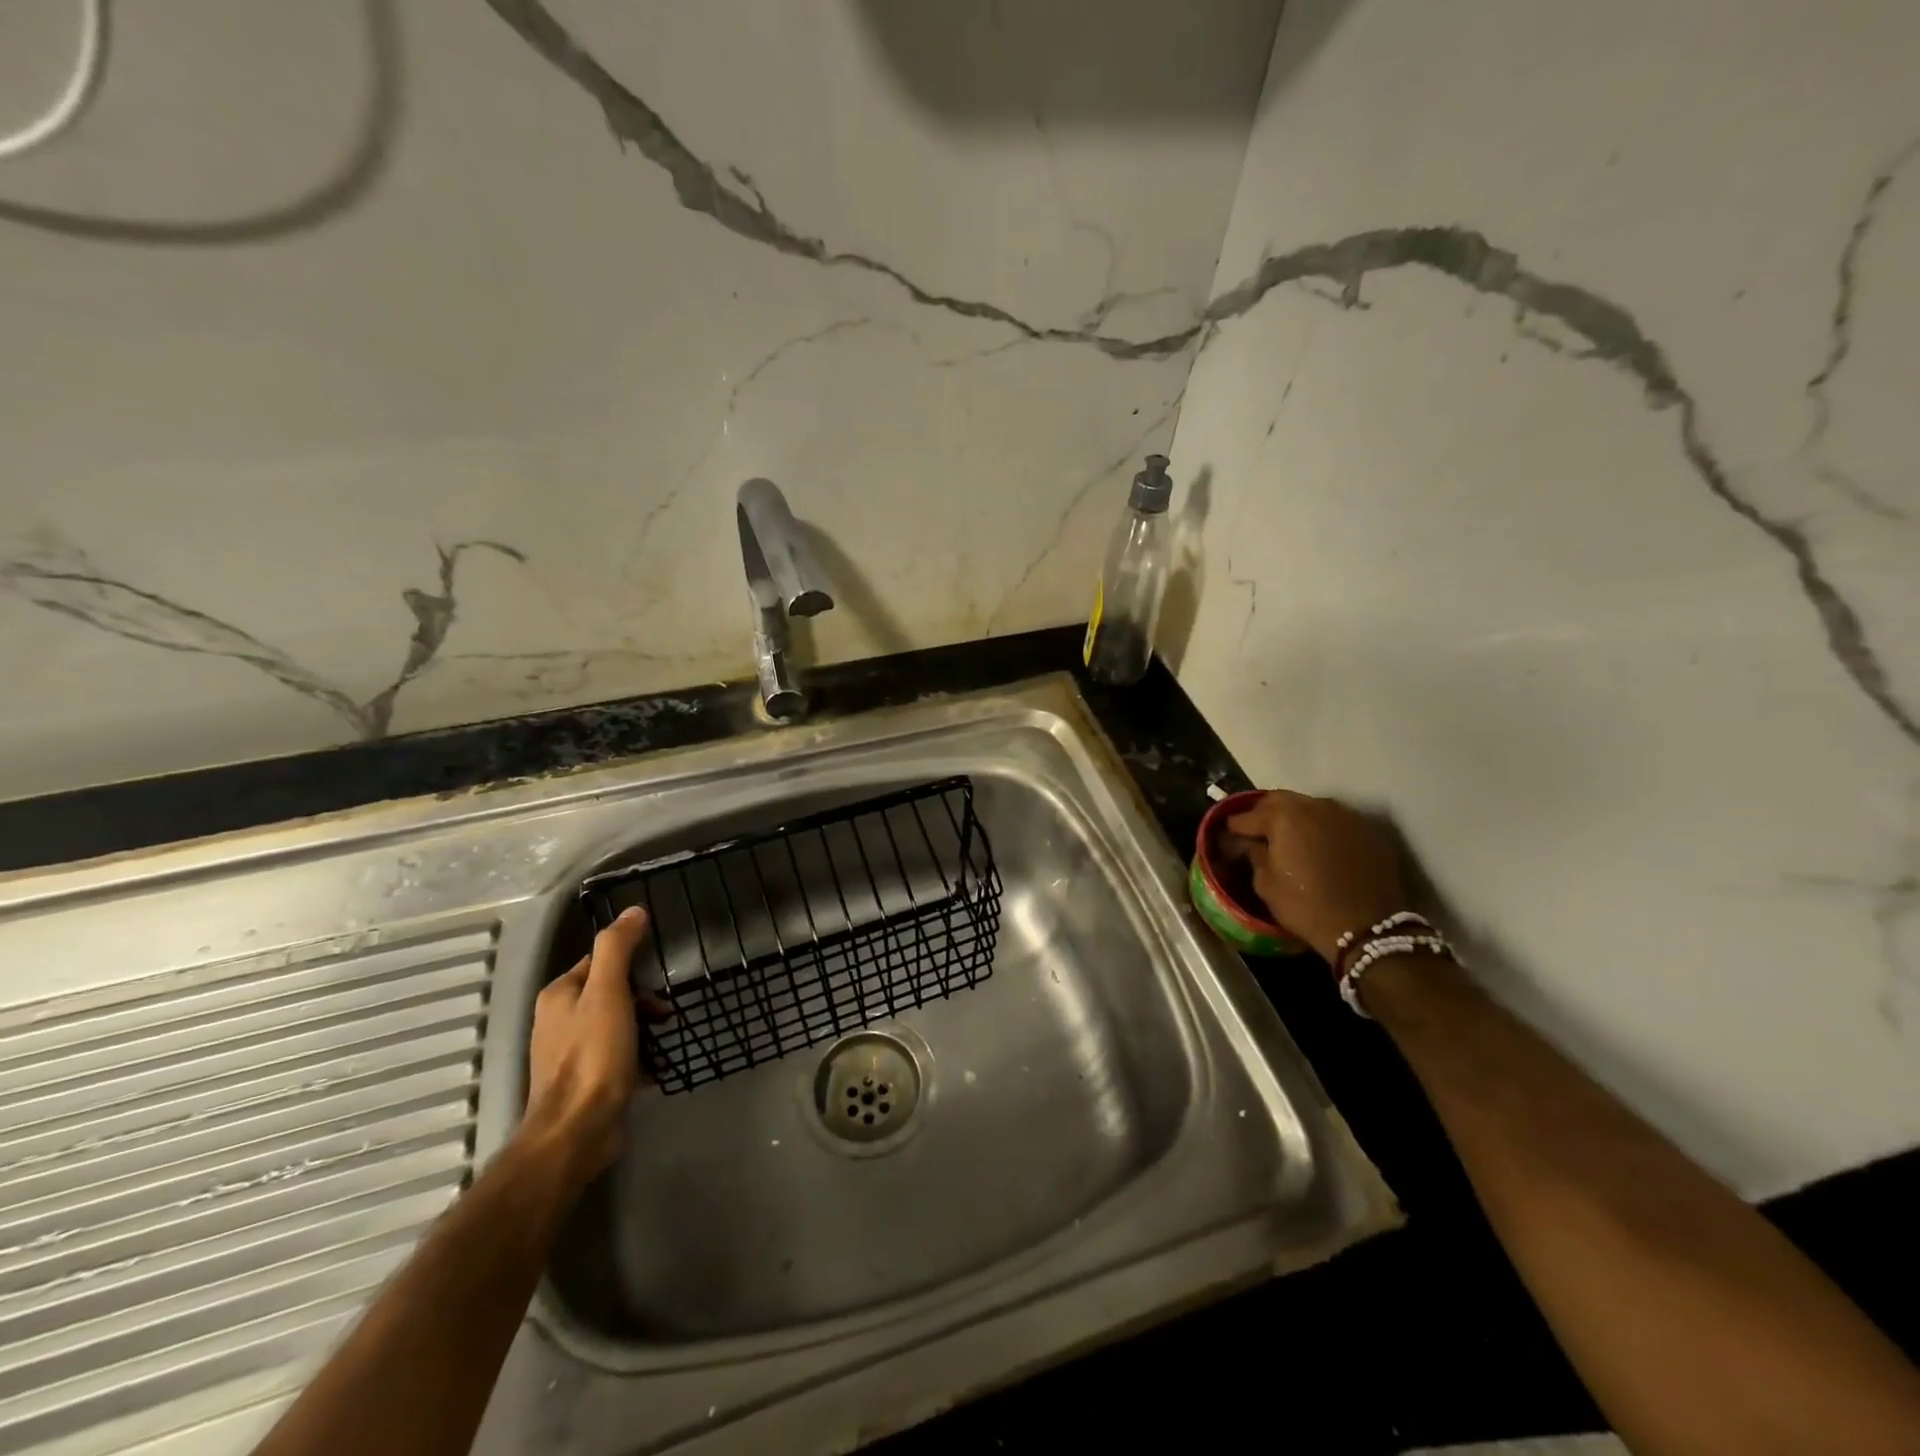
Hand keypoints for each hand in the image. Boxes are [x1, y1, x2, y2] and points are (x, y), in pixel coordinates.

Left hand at [525, 907, 651, 1183]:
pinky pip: (616, 1055)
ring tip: (663, 1039)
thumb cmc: (594, 1056)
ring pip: (615, 1023)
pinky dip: (637, 1055)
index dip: (631, 964)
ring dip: (643, 1027)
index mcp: (559, 995)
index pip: (599, 961)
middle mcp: (557, 1021)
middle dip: (642, 999)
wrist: (577, 1131)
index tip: (657, 978)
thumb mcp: (608, 992)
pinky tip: (654, 1067)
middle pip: (609, 992)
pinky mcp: (584, 1082)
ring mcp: (568, 1054)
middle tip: (665, 1013)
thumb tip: (634, 911)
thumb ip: (618, 949)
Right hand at [1225, 790, 1410, 962]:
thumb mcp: (1266, 885)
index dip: (1235, 826)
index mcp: (1282, 817)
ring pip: (1309, 805)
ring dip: (1295, 816)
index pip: (1248, 815)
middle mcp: (1313, 806)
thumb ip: (1254, 855)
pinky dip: (1321, 826)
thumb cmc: (1306, 906)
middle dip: (1264, 812)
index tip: (1229, 835)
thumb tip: (1251, 843)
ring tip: (1290, 836)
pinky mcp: (1367, 828)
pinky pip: (1335, 819)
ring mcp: (1344, 814)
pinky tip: (1319, 845)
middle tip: (1258, 831)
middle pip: (1279, 799)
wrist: (1367, 928)